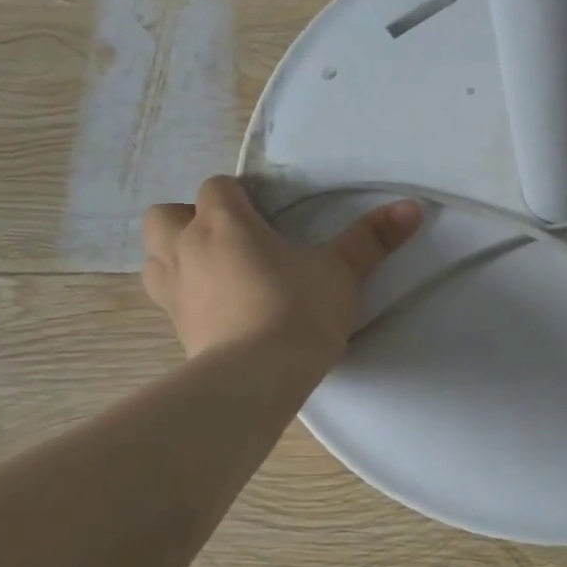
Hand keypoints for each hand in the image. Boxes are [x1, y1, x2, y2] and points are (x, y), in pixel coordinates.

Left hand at [142, 178, 422, 366]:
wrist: (258, 378)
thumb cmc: (298, 310)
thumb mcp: (343, 272)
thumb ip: (373, 238)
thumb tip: (413, 206)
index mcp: (224, 223)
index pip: (216, 187)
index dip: (237, 195)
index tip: (265, 213)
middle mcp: (187, 249)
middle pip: (163, 216)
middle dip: (188, 220)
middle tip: (228, 239)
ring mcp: (174, 291)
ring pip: (153, 258)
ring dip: (175, 258)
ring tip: (214, 273)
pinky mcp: (175, 329)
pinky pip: (167, 300)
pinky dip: (184, 297)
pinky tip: (216, 312)